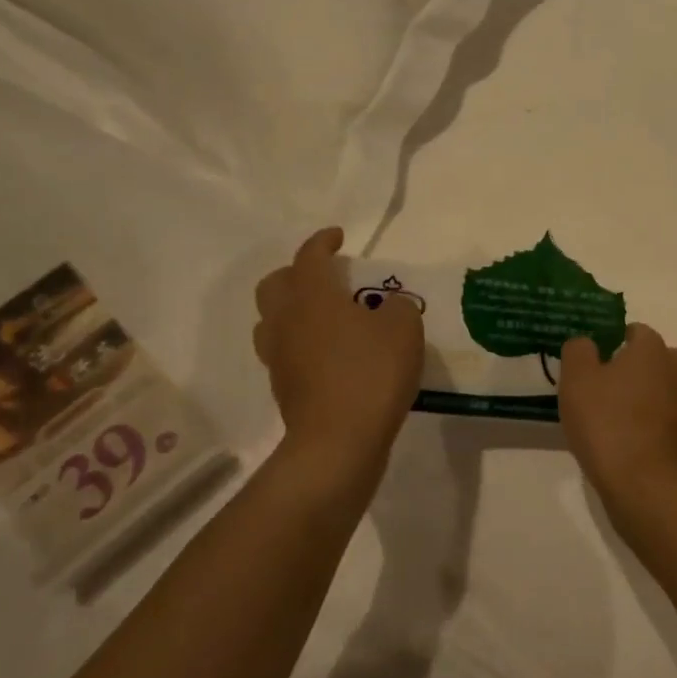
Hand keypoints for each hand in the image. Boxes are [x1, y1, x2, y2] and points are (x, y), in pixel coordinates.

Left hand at [253, 227, 423, 466]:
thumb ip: (396, 306)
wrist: (339, 440)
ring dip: (293, 310)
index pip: (309, 256)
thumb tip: (385, 308)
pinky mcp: (283, 387)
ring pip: (272, 320)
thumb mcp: (404, 328)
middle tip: (326, 278)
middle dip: (296, 273)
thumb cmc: (371, 373)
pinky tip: (329, 353)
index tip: (338, 237)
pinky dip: (301, 343)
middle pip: (275, 284)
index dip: (323, 242)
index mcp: (312, 295)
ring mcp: (278, 356)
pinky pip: (285, 351)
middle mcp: (286, 319)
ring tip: (324, 317)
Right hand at [557, 323, 676, 516]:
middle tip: (599, 386)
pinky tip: (620, 439)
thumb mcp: (577, 378)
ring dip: (637, 396)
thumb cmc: (607, 422)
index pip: (634, 331)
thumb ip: (578, 350)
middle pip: (651, 359)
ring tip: (605, 416)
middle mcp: (675, 369)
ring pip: (657, 388)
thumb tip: (587, 343)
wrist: (644, 483)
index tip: (591, 361)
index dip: (611, 341)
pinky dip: (644, 422)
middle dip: (630, 368)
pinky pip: (659, 417)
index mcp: (652, 349)